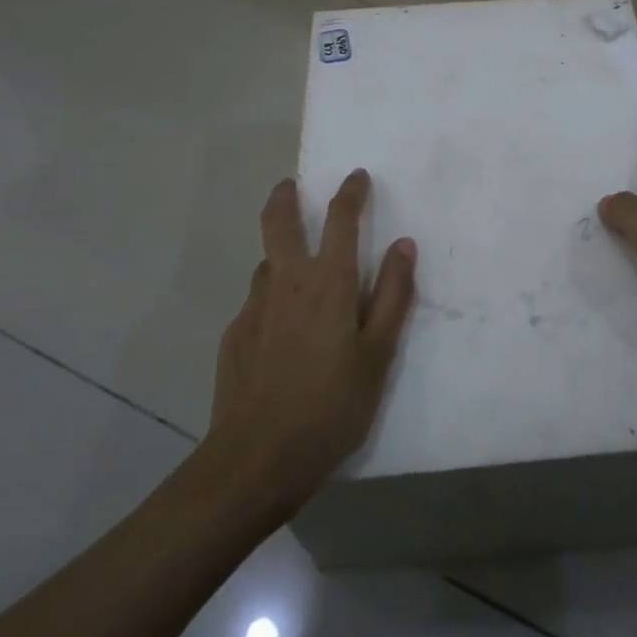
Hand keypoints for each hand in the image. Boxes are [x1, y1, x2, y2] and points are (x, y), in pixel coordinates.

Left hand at [207, 170, 416, 508]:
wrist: (256, 459)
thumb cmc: (331, 406)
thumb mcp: (378, 354)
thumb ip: (392, 295)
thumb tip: (403, 244)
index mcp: (328, 282)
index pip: (340, 219)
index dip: (349, 193)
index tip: (357, 176)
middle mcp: (287, 282)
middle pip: (278, 222)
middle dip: (285, 197)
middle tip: (289, 185)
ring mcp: (254, 308)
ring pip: (265, 263)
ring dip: (278, 252)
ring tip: (293, 266)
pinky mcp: (233, 336)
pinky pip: (255, 301)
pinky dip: (270, 297)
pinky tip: (278, 329)